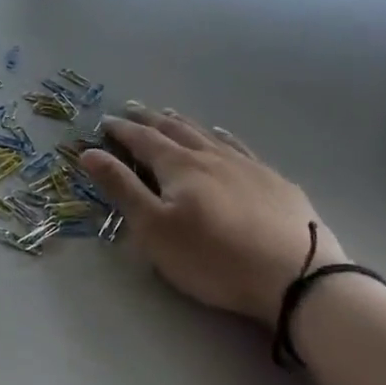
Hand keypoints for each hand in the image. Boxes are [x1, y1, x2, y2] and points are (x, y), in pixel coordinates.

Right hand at [79, 105, 345, 327]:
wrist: (296, 276)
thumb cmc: (213, 258)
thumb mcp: (154, 229)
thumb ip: (122, 188)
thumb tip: (89, 152)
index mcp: (179, 166)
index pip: (143, 140)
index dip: (121, 131)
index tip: (104, 122)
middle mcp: (211, 156)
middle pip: (174, 130)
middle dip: (149, 119)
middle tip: (131, 109)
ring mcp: (247, 166)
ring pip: (207, 135)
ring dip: (183, 123)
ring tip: (169, 114)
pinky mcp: (274, 181)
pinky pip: (239, 147)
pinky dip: (222, 137)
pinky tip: (222, 135)